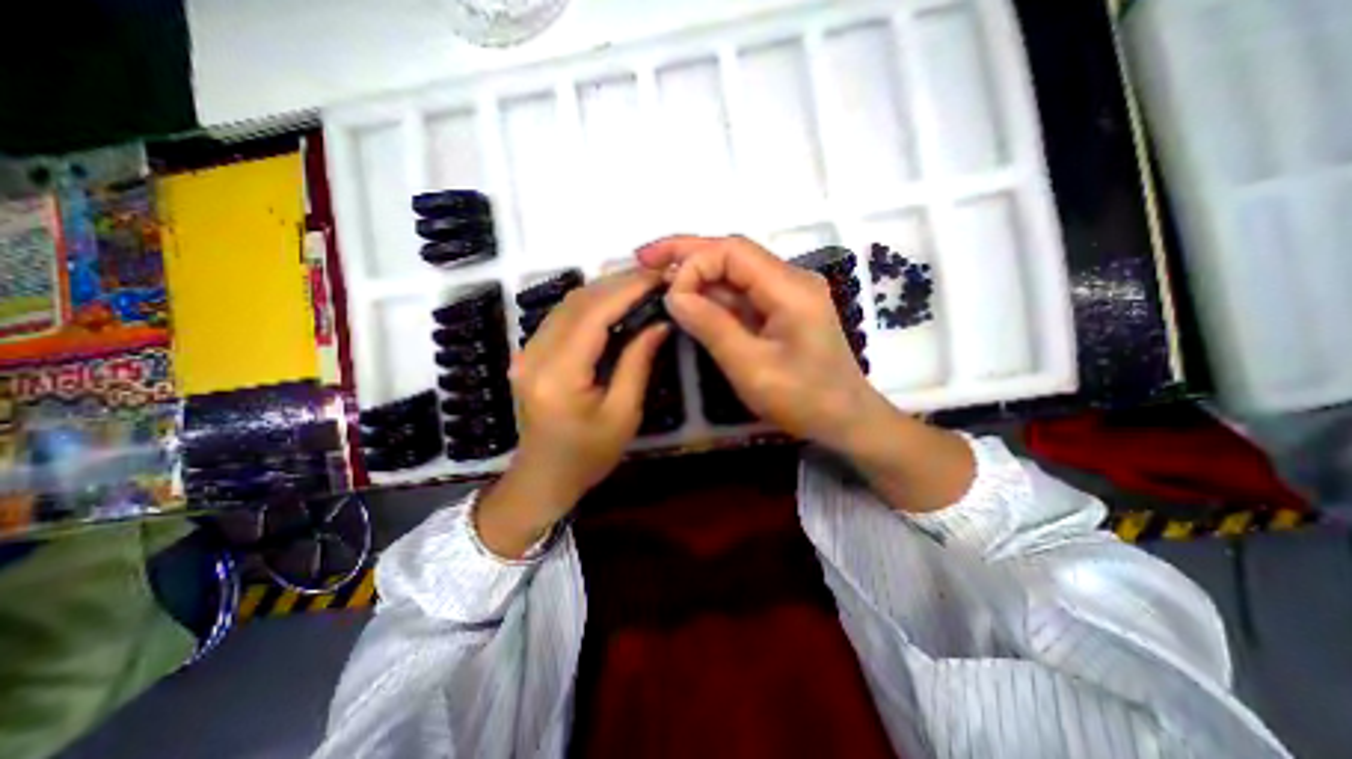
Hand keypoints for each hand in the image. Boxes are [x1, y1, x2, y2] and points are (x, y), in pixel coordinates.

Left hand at [473, 268, 669, 554]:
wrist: (544, 477)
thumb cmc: (589, 455)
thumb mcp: (623, 414)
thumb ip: (638, 362)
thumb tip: (659, 322)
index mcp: (558, 375)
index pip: (593, 315)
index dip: (626, 290)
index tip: (658, 277)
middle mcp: (534, 355)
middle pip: (577, 302)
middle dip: (617, 283)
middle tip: (654, 277)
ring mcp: (526, 352)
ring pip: (567, 304)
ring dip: (604, 289)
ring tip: (640, 286)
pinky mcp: (529, 353)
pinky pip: (562, 317)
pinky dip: (591, 304)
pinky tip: (614, 304)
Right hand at [641, 233, 882, 451]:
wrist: (847, 420)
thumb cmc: (804, 399)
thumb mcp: (751, 367)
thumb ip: (712, 327)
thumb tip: (674, 296)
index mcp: (790, 288)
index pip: (733, 252)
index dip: (694, 263)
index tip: (669, 296)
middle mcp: (791, 279)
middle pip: (733, 253)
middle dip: (688, 253)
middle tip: (644, 257)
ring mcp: (787, 294)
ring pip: (735, 272)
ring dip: (698, 274)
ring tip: (659, 277)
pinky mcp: (782, 310)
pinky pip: (742, 294)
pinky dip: (713, 295)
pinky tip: (690, 300)